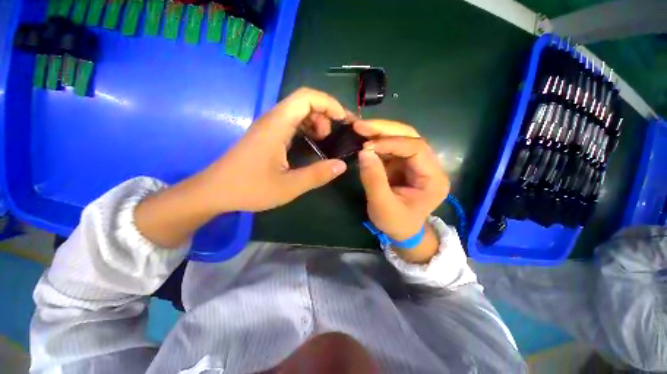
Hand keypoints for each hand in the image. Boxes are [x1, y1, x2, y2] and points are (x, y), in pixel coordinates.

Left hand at [199, 87, 350, 212]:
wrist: (215, 192)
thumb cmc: (249, 189)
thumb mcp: (288, 187)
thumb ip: (317, 175)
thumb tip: (342, 165)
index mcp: (276, 126)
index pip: (305, 97)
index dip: (329, 103)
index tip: (343, 120)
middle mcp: (272, 120)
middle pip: (303, 101)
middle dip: (325, 113)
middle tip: (335, 135)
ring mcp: (268, 127)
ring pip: (297, 112)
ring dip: (316, 121)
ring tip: (325, 140)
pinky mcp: (267, 136)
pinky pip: (291, 123)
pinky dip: (306, 129)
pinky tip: (311, 144)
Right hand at [353, 120, 449, 241]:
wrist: (402, 231)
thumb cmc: (396, 223)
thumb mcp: (382, 206)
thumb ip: (374, 180)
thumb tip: (363, 151)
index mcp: (433, 178)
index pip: (416, 148)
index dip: (391, 143)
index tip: (367, 145)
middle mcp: (429, 166)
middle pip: (410, 137)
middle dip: (384, 130)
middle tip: (360, 126)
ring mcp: (416, 163)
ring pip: (400, 138)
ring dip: (379, 133)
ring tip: (359, 129)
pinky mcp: (404, 164)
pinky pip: (391, 147)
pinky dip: (376, 142)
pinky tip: (363, 139)